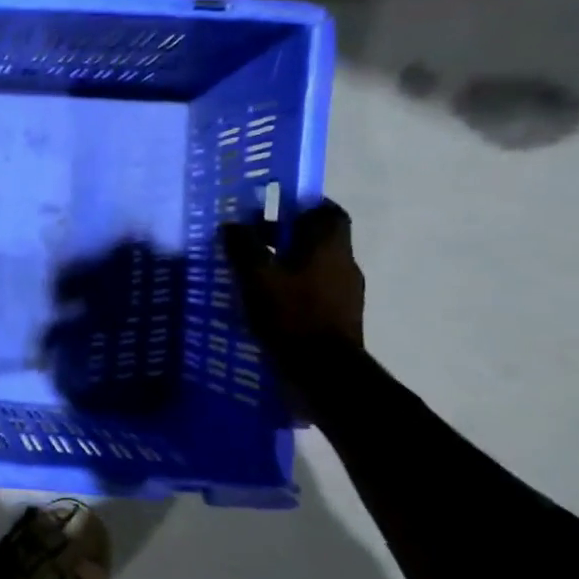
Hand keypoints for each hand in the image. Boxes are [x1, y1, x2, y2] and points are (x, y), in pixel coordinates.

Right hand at [220, 200, 364, 378]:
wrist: (324, 373)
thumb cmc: (291, 315)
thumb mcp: (256, 277)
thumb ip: (244, 247)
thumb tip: (233, 224)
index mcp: (329, 247)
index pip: (328, 212)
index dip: (304, 205)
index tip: (275, 207)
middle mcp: (343, 264)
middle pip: (319, 238)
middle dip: (288, 235)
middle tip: (253, 240)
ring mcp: (345, 293)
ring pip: (315, 265)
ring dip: (288, 263)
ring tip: (253, 272)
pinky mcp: (338, 318)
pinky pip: (314, 291)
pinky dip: (293, 288)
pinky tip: (267, 301)